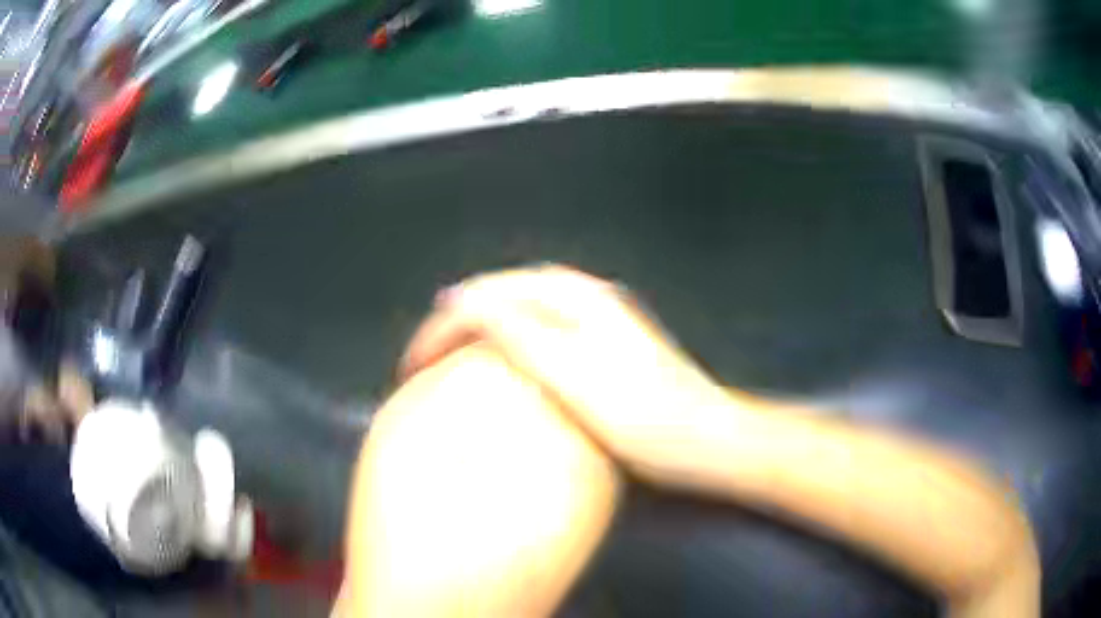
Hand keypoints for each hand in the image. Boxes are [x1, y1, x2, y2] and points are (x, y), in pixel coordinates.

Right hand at [400, 265, 731, 469]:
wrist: (709, 438)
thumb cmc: (649, 419)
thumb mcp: (575, 376)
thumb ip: (519, 332)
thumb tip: (462, 300)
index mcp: (572, 298)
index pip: (482, 297)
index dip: (440, 327)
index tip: (411, 365)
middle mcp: (583, 295)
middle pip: (497, 293)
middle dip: (454, 319)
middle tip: (424, 356)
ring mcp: (597, 317)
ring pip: (517, 308)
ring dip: (478, 327)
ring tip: (449, 355)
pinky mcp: (605, 342)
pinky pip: (538, 328)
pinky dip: (507, 340)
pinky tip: (504, 365)